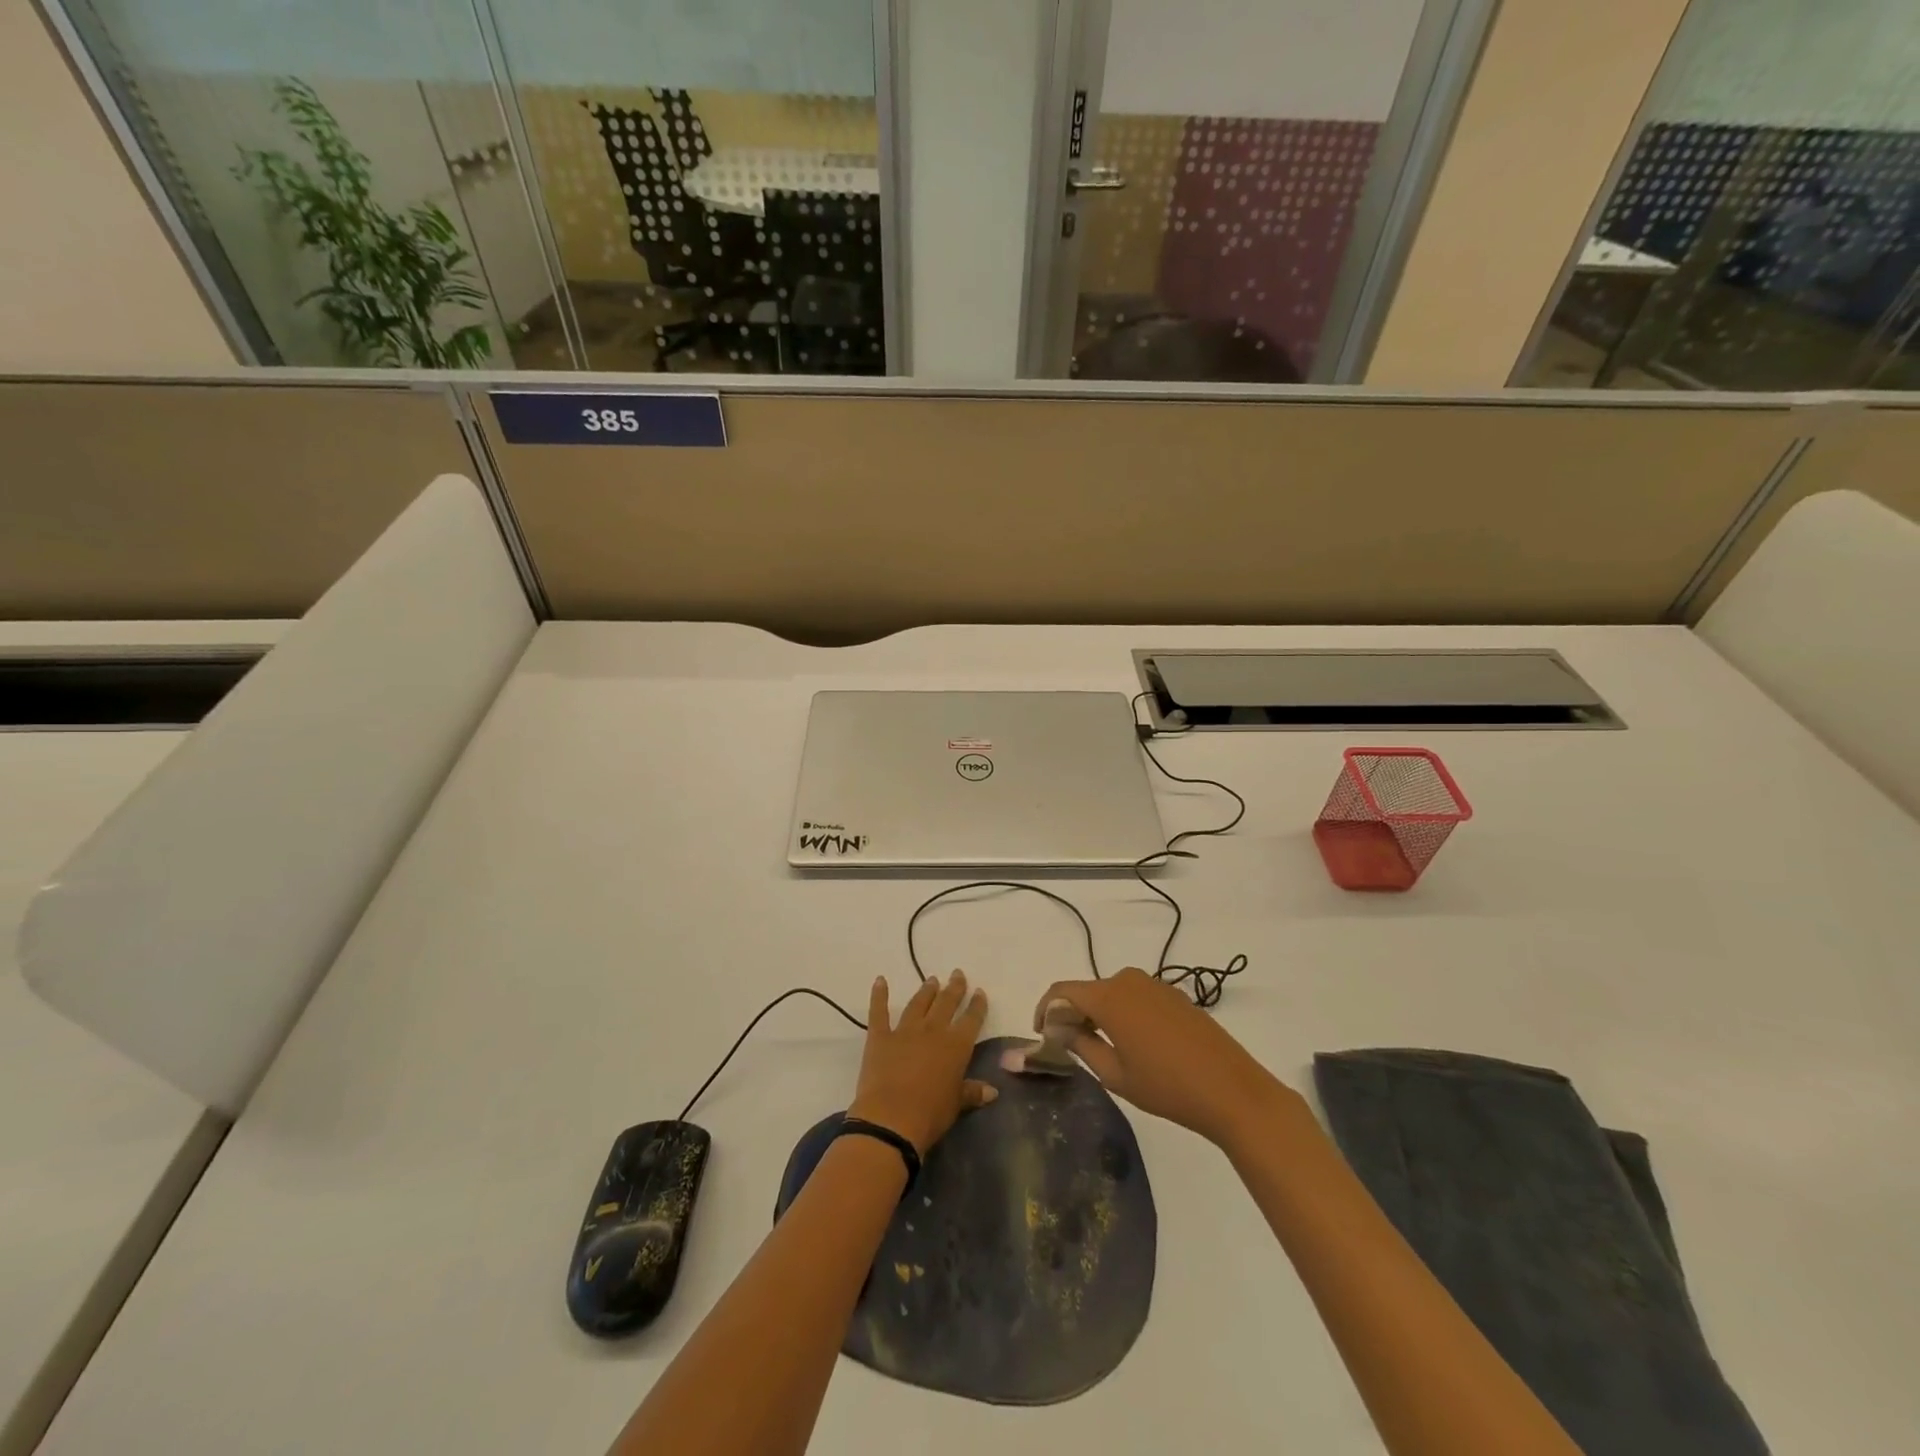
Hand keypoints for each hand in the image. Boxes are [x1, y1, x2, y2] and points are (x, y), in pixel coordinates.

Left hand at [848, 970, 995, 1154]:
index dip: (977, 1005)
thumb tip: (993, 1091)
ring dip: (926, 990)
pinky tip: (880, 980)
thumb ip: (972, 1092)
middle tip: (957, 974)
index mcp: (956, 1045)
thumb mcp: (956, 1104)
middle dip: (954, 988)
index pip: (971, 1019)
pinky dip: (879, 995)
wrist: (891, 1118)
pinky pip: (879, 1011)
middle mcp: (933, 1030)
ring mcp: (905, 1030)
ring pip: (919, 1003)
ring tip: (932, 979)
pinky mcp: (880, 1037)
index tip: (979, 992)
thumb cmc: (930, 1114)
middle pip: (946, 1003)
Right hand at [1034, 967, 1293, 1145]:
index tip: (1040, 1034)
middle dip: (1070, 1013)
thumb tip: (1058, 1028)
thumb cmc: (1167, 1086)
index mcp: (1108, 997)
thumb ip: (1080, 1045)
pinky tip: (1130, 1043)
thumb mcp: (1115, 1074)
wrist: (1232, 1090)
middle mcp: (1128, 980)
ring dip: (1096, 1013)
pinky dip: (1121, 1013)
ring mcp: (1154, 984)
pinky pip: (1134, 996)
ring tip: (1096, 1046)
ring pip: (1110, 993)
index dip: (1044, 1009)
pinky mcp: (1173, 994)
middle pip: (1086, 990)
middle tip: (1066, 1046)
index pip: (1061, 991)